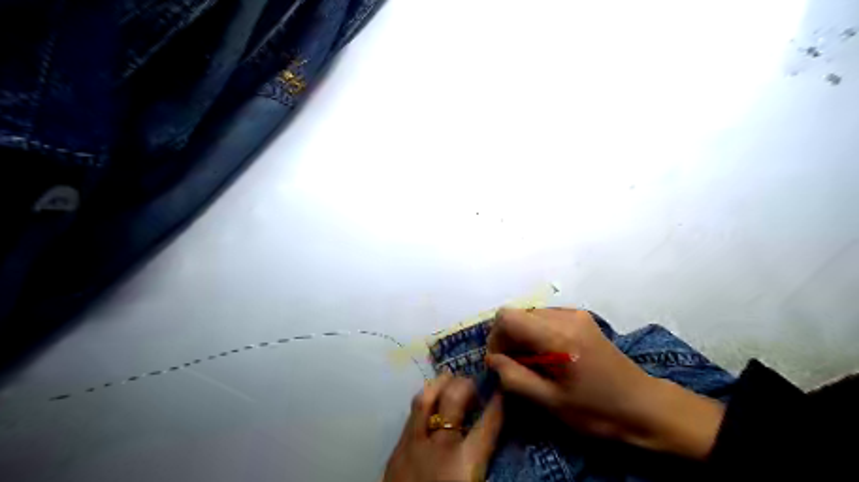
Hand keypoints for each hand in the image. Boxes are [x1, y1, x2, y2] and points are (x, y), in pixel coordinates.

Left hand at [382, 373, 504, 481]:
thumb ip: (485, 467)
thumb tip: (494, 446)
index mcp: (465, 463)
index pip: (489, 423)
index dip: (499, 401)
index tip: (504, 385)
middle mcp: (440, 445)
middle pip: (454, 401)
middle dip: (466, 385)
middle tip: (473, 382)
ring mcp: (414, 444)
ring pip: (426, 400)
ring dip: (439, 384)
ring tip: (448, 377)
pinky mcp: (396, 449)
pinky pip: (411, 415)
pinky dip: (422, 401)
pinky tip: (427, 399)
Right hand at [487, 309, 718, 458]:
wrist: (646, 407)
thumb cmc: (599, 411)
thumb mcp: (552, 403)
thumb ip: (514, 379)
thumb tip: (492, 360)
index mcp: (558, 335)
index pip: (507, 317)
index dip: (495, 338)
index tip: (499, 363)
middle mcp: (566, 316)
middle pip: (518, 314)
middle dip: (508, 339)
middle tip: (514, 368)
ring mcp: (576, 314)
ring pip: (530, 315)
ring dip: (522, 337)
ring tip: (532, 365)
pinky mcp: (582, 319)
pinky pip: (546, 318)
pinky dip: (537, 334)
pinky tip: (548, 357)